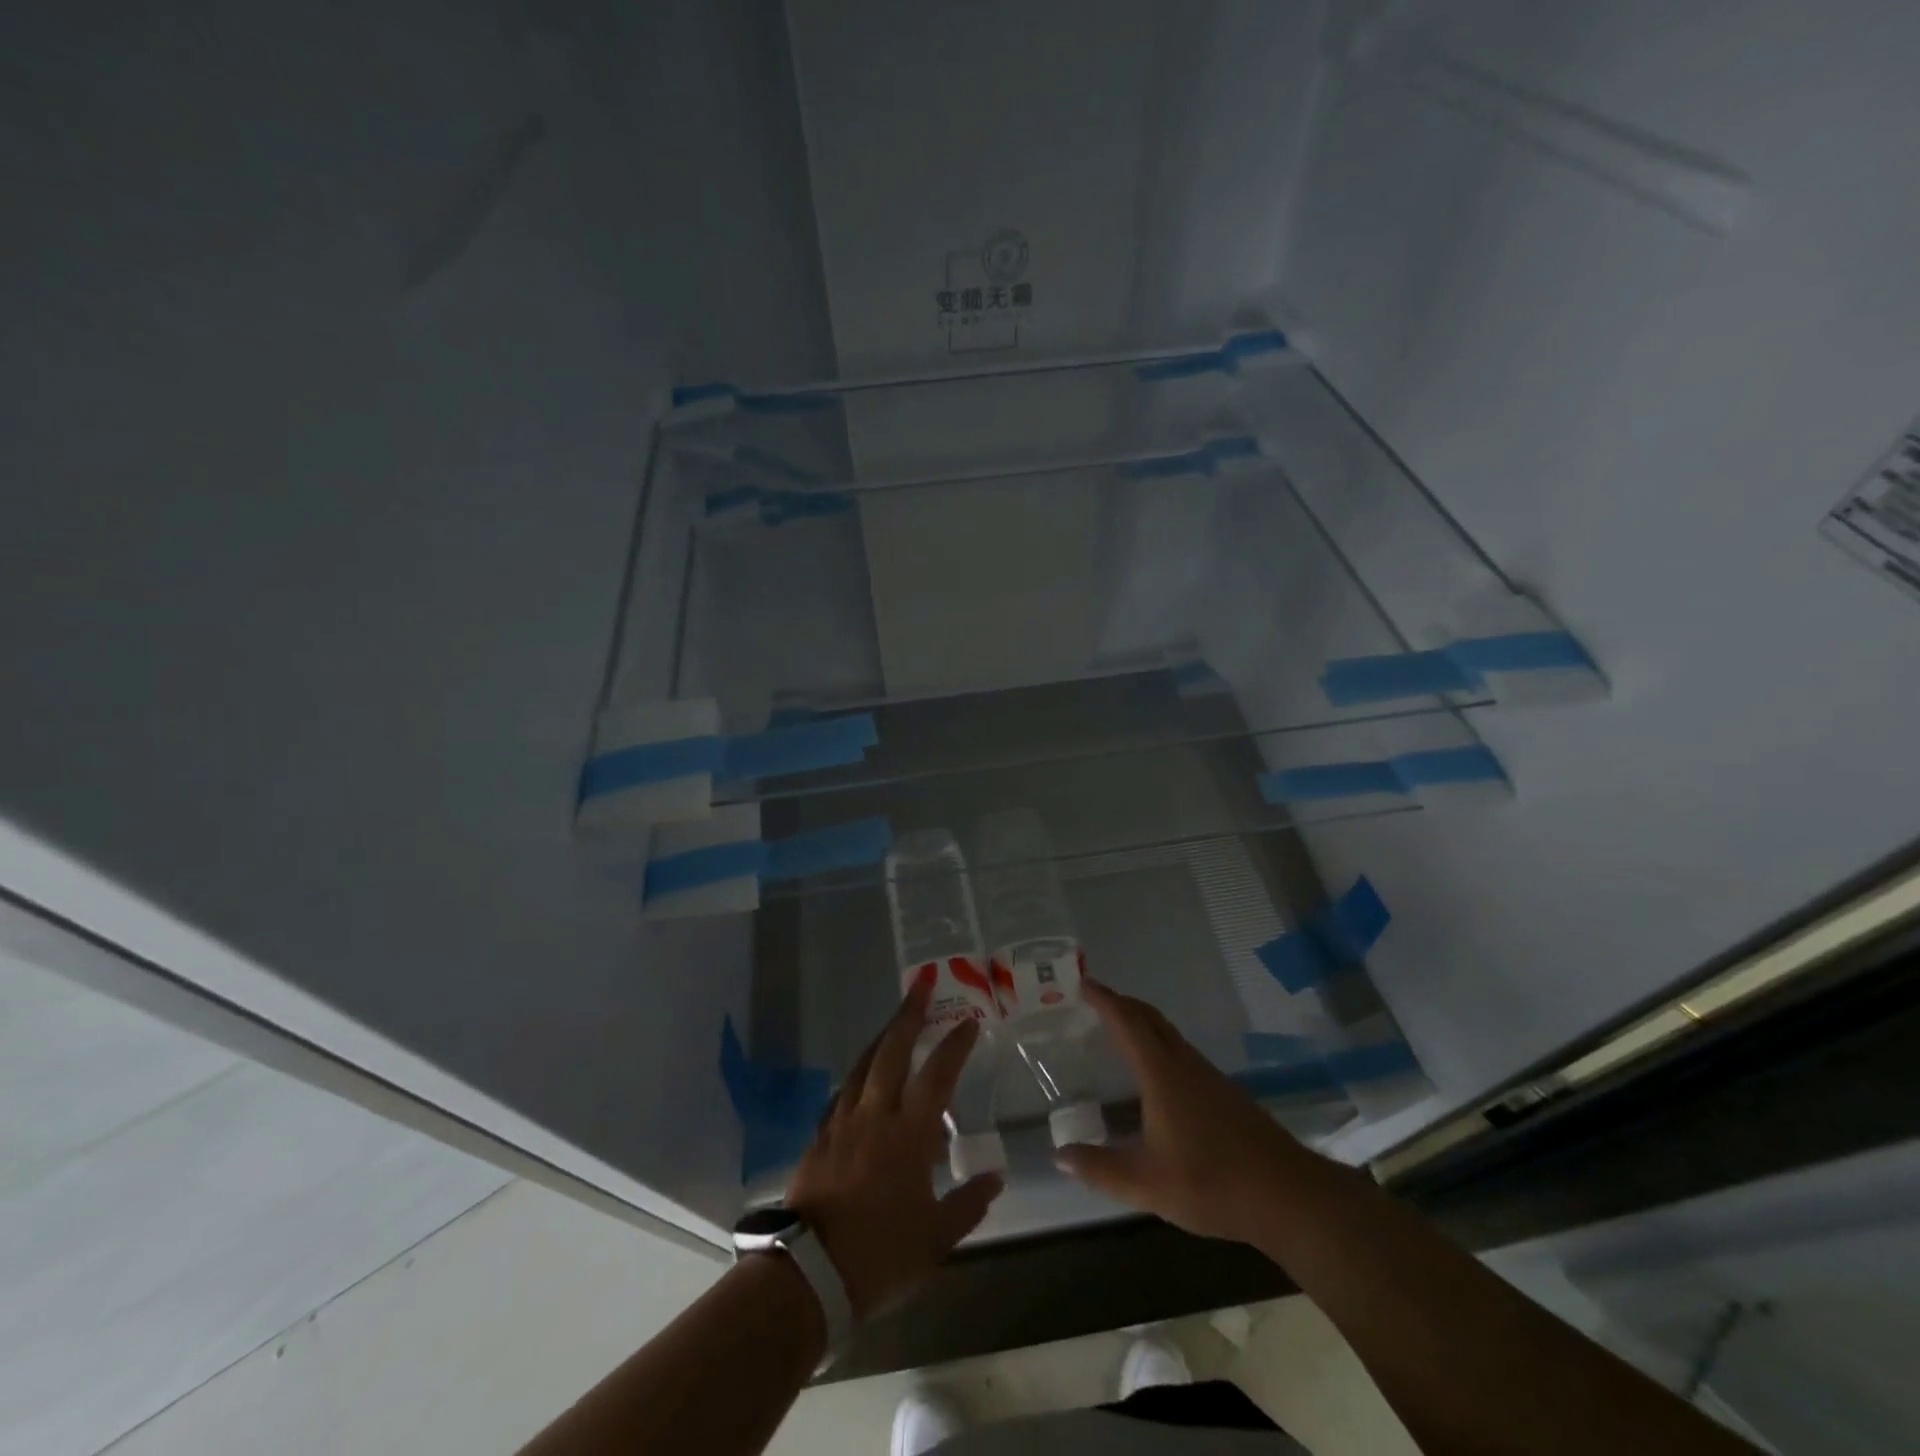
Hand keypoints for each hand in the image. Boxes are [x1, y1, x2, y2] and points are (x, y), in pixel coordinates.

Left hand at [784, 981, 1003, 1318]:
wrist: (809, 1273)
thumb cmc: (880, 1255)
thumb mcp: (937, 1238)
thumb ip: (969, 1203)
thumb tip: (995, 1176)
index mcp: (909, 1133)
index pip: (937, 1075)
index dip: (954, 1045)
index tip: (967, 1021)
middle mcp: (875, 1114)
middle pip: (893, 1050)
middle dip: (909, 1013)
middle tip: (921, 984)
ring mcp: (843, 1121)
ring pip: (863, 1064)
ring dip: (882, 1036)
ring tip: (895, 1020)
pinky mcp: (820, 1136)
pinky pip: (842, 1092)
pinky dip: (857, 1075)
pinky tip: (861, 1076)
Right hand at [1054, 980, 1308, 1246]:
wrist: (1286, 1194)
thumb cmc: (1211, 1182)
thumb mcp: (1146, 1183)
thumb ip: (1100, 1169)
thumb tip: (1059, 1155)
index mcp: (1161, 1073)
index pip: (1127, 1022)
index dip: (1104, 1000)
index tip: (1083, 982)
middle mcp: (1184, 1064)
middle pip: (1150, 1018)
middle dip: (1122, 1004)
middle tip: (1095, 1000)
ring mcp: (1208, 1076)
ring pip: (1169, 1034)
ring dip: (1142, 1023)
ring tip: (1118, 1031)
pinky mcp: (1224, 1092)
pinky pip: (1181, 1051)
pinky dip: (1158, 1044)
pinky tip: (1155, 1074)